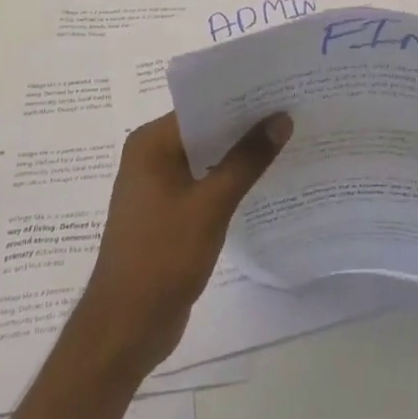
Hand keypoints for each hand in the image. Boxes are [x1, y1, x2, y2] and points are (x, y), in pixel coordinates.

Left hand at [72, 111, 291, 378]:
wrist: (126, 327)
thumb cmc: (162, 257)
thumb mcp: (210, 205)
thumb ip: (246, 160)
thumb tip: (281, 119)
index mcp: (150, 144)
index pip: (201, 106)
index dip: (240, 99)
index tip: (281, 91)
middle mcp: (150, 157)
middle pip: (204, 130)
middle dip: (245, 125)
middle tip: (292, 113)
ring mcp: (157, 186)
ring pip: (206, 158)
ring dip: (239, 154)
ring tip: (287, 140)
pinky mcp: (167, 213)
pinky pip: (203, 183)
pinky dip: (228, 180)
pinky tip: (264, 180)